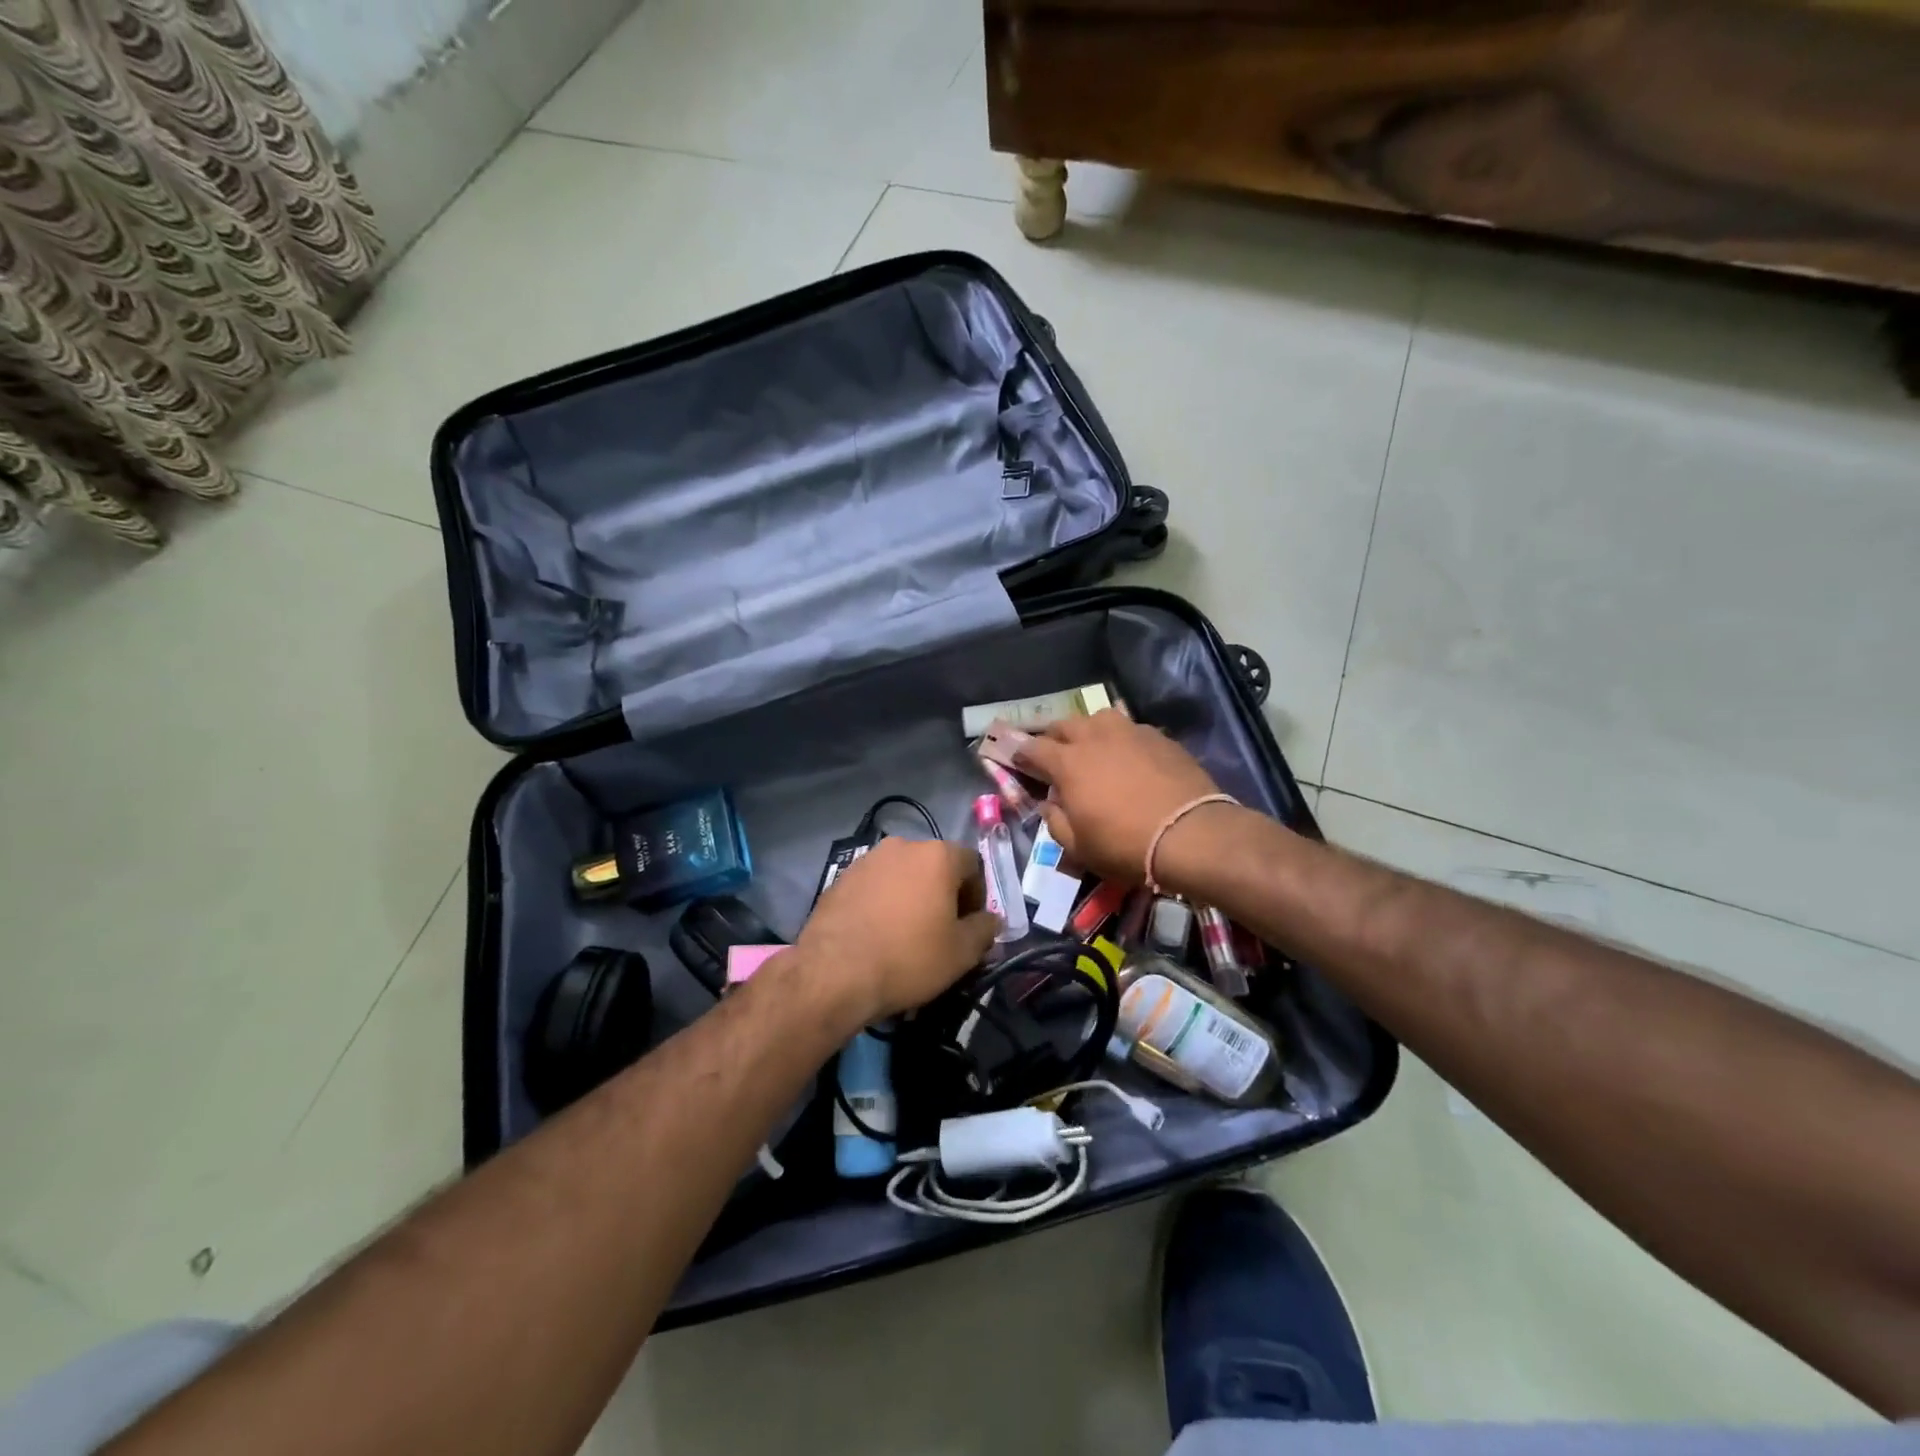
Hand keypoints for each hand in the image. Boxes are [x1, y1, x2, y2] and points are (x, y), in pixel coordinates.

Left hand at [794, 837, 999, 1024]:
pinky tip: (878, 934)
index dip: (978, 895)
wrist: (834, 972)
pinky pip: (875, 886)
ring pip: (902, 875)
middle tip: (941, 931)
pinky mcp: (840, 878)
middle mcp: (902, 846)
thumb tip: (991, 920)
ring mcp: (867, 859)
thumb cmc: (908, 957)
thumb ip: (984, 930)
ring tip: (906, 934)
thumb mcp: (961, 953)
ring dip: (911, 896)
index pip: (972, 864)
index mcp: (937, 855)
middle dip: (943, 893)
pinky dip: (883, 902)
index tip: (970, 926)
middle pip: (935, 866)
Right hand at [1014, 710, 1226, 883]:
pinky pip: (1130, 729)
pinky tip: (1128, 757)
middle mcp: (1095, 737)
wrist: (1191, 835)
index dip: (1021, 754)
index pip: (1032, 747)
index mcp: (1068, 762)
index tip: (1019, 762)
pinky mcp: (1159, 736)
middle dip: (1053, 738)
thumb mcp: (1079, 847)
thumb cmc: (1126, 846)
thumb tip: (1049, 804)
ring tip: (1093, 749)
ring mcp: (1129, 732)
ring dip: (1088, 731)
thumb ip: (1055, 821)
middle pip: (1064, 725)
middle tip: (1055, 756)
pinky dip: (1121, 739)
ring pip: (1098, 718)